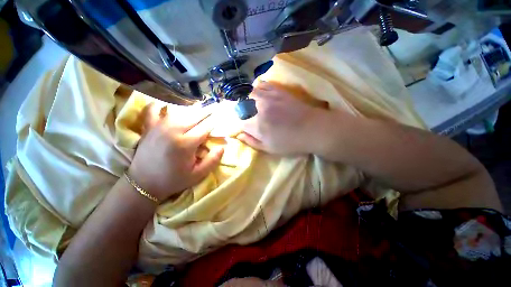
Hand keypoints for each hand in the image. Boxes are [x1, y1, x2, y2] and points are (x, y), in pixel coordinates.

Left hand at [128, 104, 223, 201]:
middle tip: (214, 108)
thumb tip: (222, 147)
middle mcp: (173, 131)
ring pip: (178, 112)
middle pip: (194, 116)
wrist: (143, 184)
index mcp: (186, 143)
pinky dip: (159, 106)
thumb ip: (212, 160)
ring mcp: (159, 127)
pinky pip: (152, 110)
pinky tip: (165, 106)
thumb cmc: (174, 180)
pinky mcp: (148, 128)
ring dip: (191, 109)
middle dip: (206, 112)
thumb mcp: (198, 175)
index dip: (215, 121)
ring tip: (199, 108)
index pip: (205, 127)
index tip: (222, 117)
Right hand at [238, 82, 327, 154]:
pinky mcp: (277, 91)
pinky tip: (259, 94)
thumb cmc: (290, 142)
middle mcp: (258, 109)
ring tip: (249, 104)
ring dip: (246, 99)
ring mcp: (268, 97)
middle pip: (240, 105)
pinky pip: (262, 85)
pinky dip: (257, 89)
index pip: (238, 122)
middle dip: (239, 111)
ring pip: (248, 93)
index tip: (244, 127)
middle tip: (244, 115)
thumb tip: (239, 135)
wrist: (312, 129)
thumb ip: (252, 142)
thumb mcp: (269, 149)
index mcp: (256, 125)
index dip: (240, 125)